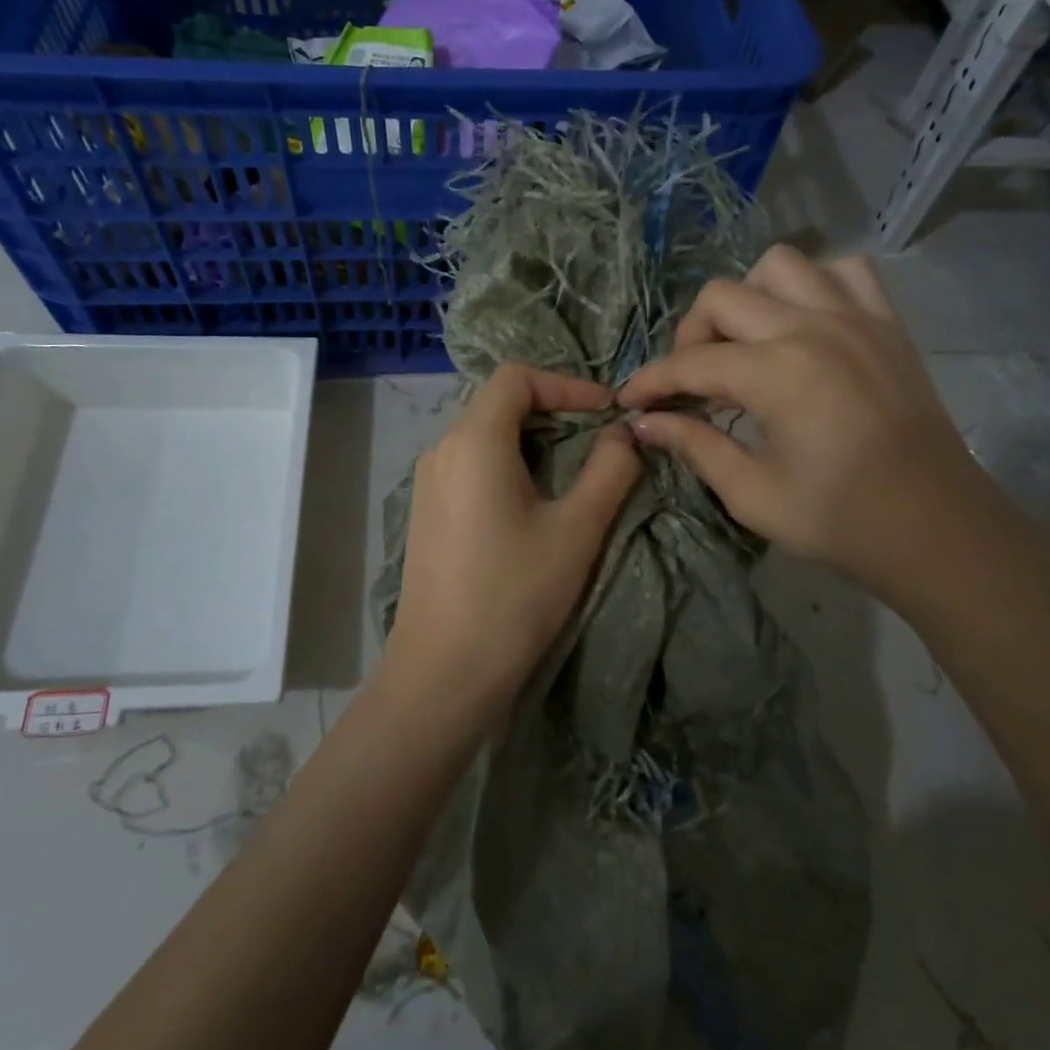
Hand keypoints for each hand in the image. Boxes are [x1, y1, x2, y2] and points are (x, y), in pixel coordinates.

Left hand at [388, 365, 641, 725]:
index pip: (516, 377)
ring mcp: (428, 481)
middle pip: (498, 402)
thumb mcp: (577, 529)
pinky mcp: (426, 511)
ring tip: (572, 469)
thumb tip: (623, 433)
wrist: (444, 671)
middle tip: (597, 437)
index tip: (606, 411)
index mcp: (474, 440)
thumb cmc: (515, 594)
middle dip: (552, 409)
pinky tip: (532, 501)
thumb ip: (609, 469)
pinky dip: (507, 462)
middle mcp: (442, 449)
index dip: (566, 383)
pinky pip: (470, 464)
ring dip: (531, 438)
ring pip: (484, 434)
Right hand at [619, 245, 1014, 620]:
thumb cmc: (839, 520)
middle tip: (693, 382)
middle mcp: (812, 327)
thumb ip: (693, 447)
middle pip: (723, 296)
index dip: (651, 382)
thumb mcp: (751, 493)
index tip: (630, 402)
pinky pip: (845, 270)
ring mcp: (856, 317)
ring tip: (748, 343)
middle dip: (691, 336)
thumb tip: (642, 423)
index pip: (690, 363)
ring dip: (750, 297)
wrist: (935, 528)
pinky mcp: (888, 323)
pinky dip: (814, 285)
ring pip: (781, 265)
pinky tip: (806, 324)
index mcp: (777, 373)